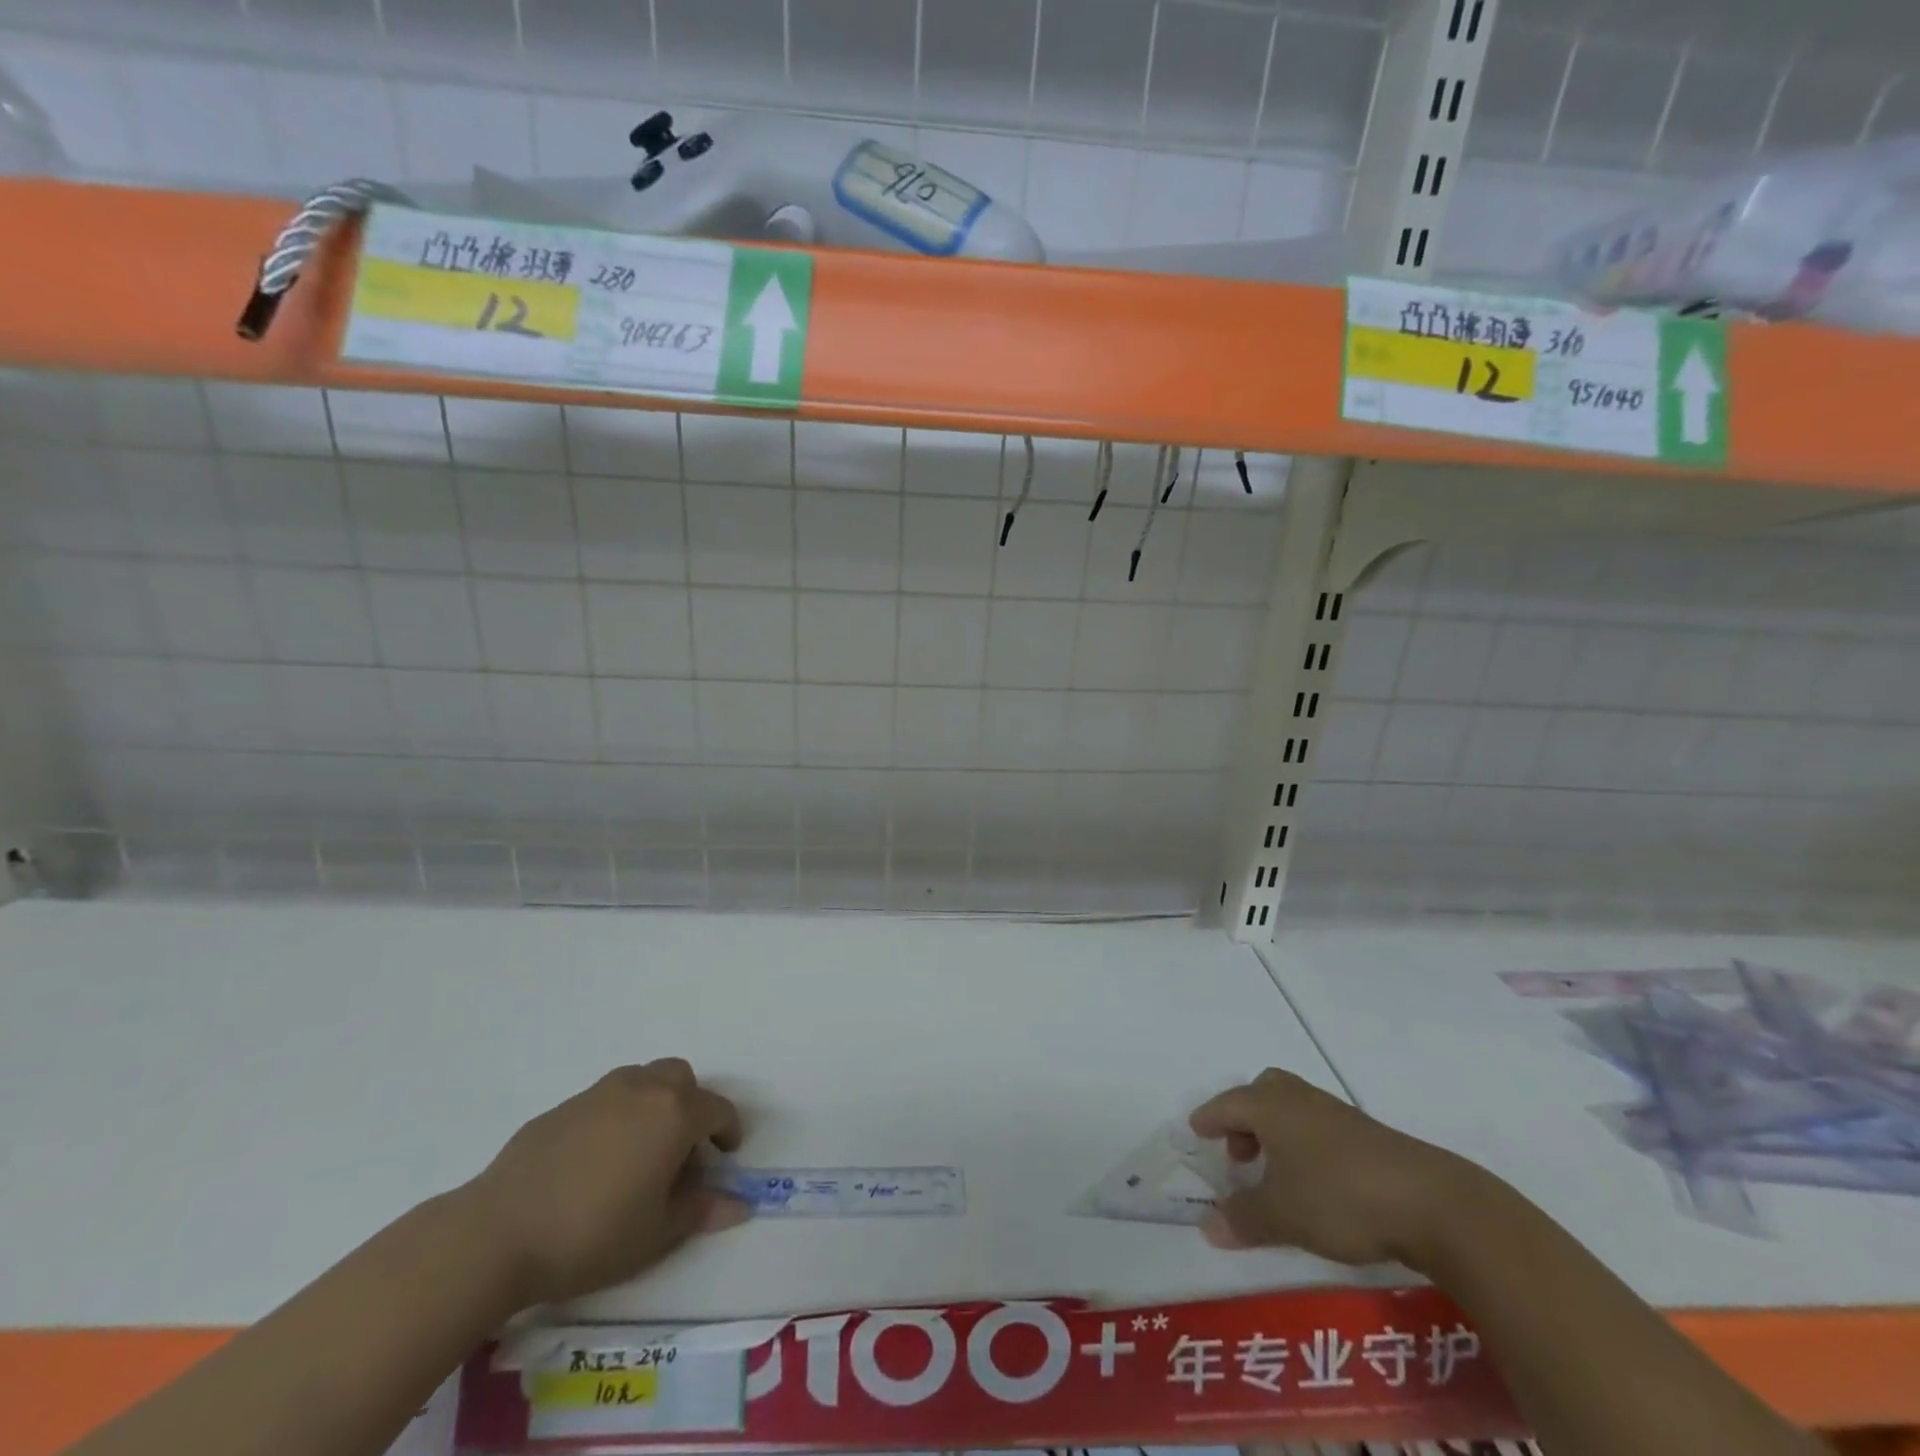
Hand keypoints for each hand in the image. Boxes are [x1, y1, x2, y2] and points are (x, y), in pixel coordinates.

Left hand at [464, 1059, 747, 1308]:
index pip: (717, 1110)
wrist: (497, 1233)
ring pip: (643, 1080)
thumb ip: (700, 1210)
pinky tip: (596, 1161)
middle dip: (692, 1107)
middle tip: (682, 1150)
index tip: (725, 1157)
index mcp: (674, 1114)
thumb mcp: (656, 1234)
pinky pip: (606, 1100)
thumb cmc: (591, 1235)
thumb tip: (737, 1203)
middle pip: (682, 1079)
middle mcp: (643, 1090)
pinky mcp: (564, 1107)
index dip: (728, 1131)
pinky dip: (617, 1117)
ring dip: (655, 1104)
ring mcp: (600, 1093)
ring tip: (641, 1151)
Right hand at [1189, 1068, 1479, 1268]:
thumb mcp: (1282, 1216)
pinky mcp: (1369, 1137)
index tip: (1196, 1130)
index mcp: (1271, 1106)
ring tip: (1275, 1174)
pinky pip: (1320, 1128)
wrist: (1432, 1203)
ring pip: (1294, 1109)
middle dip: (1245, 1118)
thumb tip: (1207, 1227)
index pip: (1228, 1104)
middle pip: (1263, 1093)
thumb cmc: (1339, 1197)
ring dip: (1276, 1133)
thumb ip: (1243, 1219)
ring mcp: (1337, 1115)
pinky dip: (1306, 1145)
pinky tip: (1315, 1183)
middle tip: (1238, 1152)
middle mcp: (1300, 1100)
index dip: (1210, 1118)